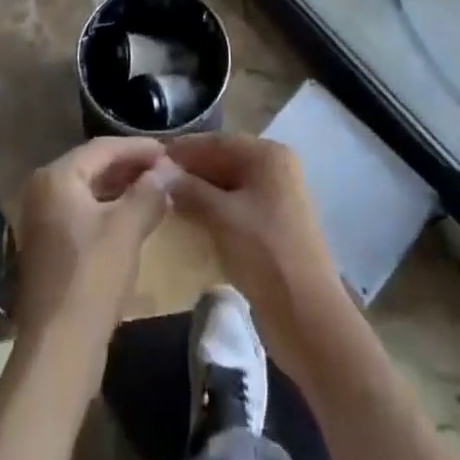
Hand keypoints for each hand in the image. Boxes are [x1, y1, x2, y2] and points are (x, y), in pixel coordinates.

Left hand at [13, 137, 170, 347]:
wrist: (59, 351)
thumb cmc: (92, 277)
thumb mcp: (127, 228)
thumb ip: (149, 192)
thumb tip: (168, 170)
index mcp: (56, 177)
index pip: (103, 148)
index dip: (138, 148)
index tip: (169, 151)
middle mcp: (43, 191)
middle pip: (94, 167)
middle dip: (131, 168)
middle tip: (165, 170)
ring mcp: (43, 221)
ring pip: (90, 193)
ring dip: (122, 190)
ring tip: (156, 191)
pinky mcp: (49, 248)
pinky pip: (84, 215)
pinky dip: (110, 212)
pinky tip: (135, 220)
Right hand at [164, 134, 347, 377]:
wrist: (307, 316)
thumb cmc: (264, 253)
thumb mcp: (222, 217)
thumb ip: (190, 190)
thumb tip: (161, 173)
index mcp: (268, 155)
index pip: (217, 142)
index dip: (184, 149)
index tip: (151, 157)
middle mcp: (275, 169)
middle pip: (224, 161)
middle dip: (191, 171)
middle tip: (154, 180)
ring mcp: (276, 199)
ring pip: (229, 186)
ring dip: (200, 192)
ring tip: (166, 200)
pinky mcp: (273, 228)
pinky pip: (236, 208)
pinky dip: (214, 211)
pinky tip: (190, 221)